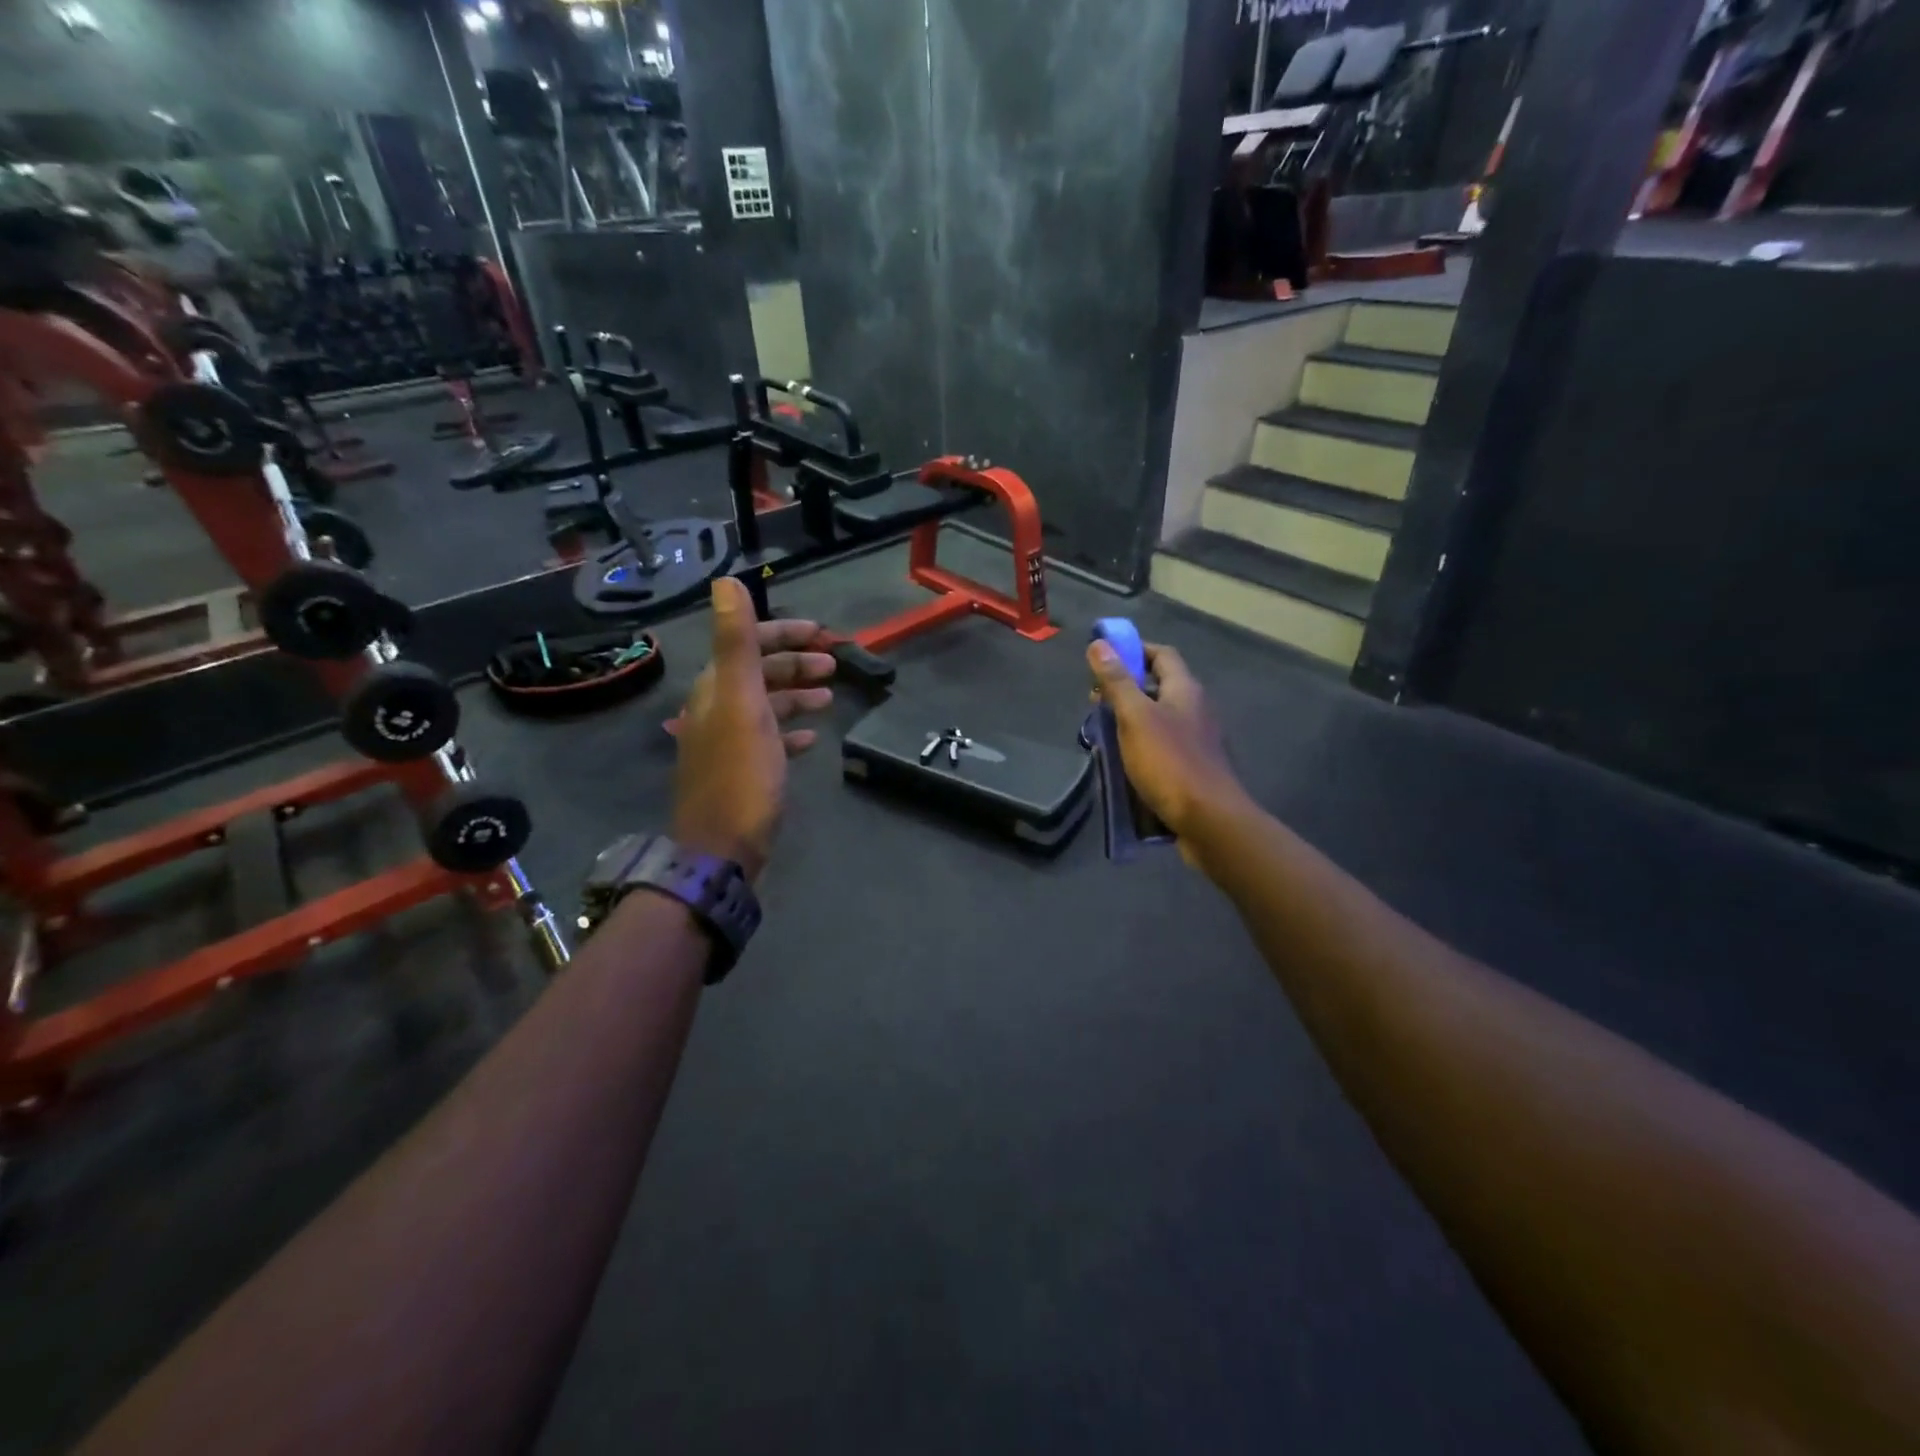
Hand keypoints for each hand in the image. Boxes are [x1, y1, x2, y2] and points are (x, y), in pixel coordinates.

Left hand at [670, 578, 834, 879]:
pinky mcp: (741, 772)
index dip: (784, 634)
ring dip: (796, 696)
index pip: (748, 644)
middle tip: (834, 666)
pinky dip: (790, 731)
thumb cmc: (740, 776)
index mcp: (716, 690)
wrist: (722, 851)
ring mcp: (728, 743)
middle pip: (759, 674)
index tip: (823, 635)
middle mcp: (717, 710)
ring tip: (829, 698)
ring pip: (766, 706)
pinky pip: (770, 740)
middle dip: (796, 664)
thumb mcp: (743, 705)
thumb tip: (725, 581)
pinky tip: (812, 738)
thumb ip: (736, 644)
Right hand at [1087, 640, 1248, 862]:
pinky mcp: (1194, 767)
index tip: (1103, 658)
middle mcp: (1195, 708)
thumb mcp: (1135, 717)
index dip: (1133, 650)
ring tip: (1102, 734)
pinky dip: (1141, 746)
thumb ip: (1117, 682)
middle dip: (1126, 689)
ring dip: (1131, 720)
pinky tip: (1123, 762)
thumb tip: (1099, 644)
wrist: (1209, 820)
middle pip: (1159, 686)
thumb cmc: (1170, 762)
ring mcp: (1197, 739)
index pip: (1161, 654)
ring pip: (1159, 718)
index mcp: (1185, 690)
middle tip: (1096, 702)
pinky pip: (1163, 746)